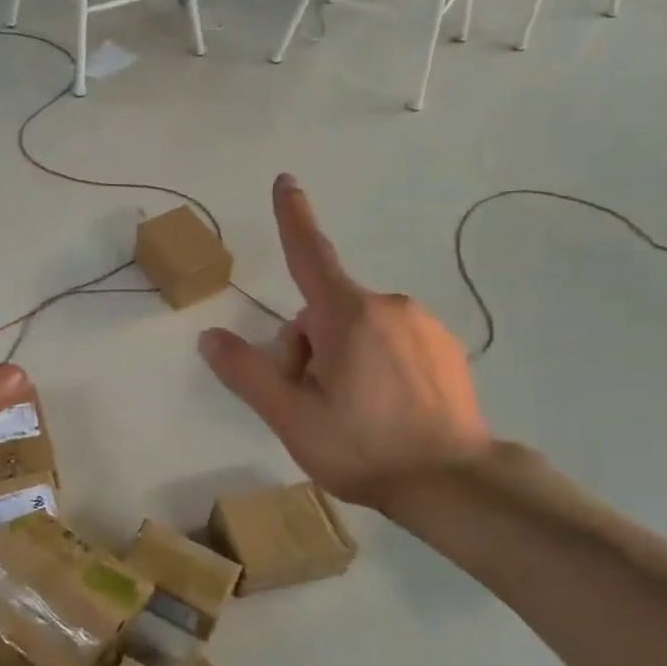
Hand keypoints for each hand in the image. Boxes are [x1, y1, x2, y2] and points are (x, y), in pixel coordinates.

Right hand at [197, 175, 491, 510]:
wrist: (455, 484)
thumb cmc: (364, 447)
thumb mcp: (291, 416)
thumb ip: (247, 373)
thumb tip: (211, 338)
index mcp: (348, 315)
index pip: (310, 255)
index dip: (293, 218)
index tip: (286, 181)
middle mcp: (389, 307)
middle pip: (324, 313)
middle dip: (306, 348)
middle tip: (312, 403)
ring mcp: (423, 326)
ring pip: (358, 329)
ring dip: (340, 358)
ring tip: (350, 413)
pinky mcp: (446, 349)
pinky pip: (391, 342)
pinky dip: (375, 365)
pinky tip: (384, 411)